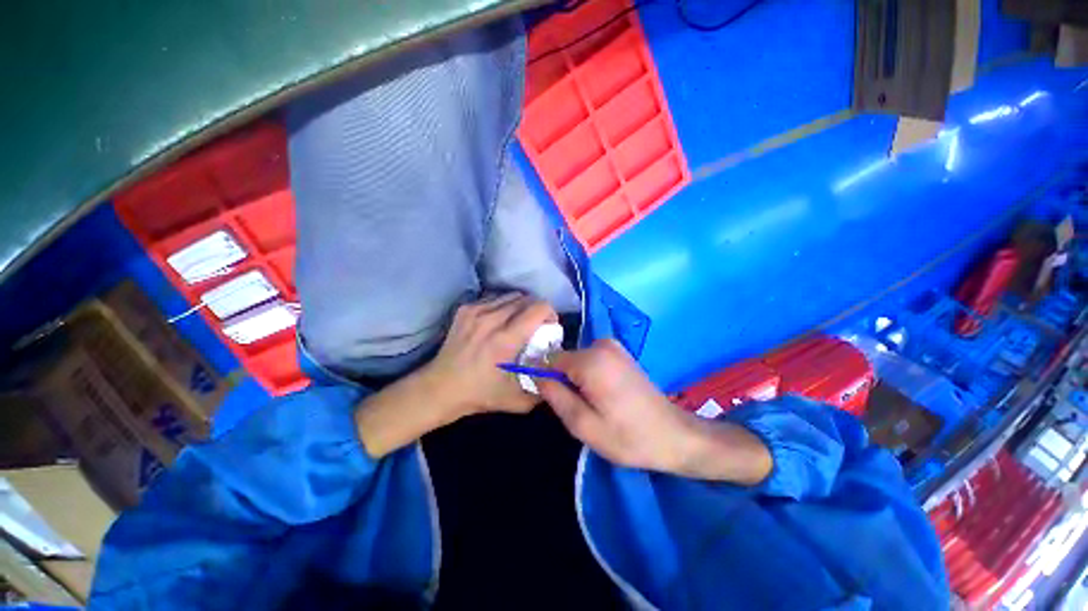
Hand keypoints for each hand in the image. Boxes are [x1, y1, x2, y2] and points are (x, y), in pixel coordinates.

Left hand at [421, 293, 556, 416]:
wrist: (439, 388)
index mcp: (505, 339)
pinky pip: (494, 298)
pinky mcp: (465, 309)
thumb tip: (559, 373)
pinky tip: (501, 320)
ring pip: (510, 295)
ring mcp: (475, 311)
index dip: (551, 314)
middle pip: (526, 298)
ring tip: (519, 322)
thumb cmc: (479, 394)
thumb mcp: (517, 401)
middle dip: (537, 309)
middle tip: (537, 325)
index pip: (538, 308)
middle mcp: (491, 319)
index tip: (550, 327)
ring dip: (521, 306)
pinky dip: (504, 305)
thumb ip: (543, 388)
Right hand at [538, 339, 771, 483]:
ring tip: (595, 405)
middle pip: (564, 360)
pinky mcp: (620, 353)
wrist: (673, 434)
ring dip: (578, 381)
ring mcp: (613, 346)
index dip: (547, 380)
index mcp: (591, 360)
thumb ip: (555, 396)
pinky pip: (590, 361)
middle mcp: (601, 345)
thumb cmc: (628, 436)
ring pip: (577, 362)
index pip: (549, 360)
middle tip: (580, 409)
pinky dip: (590, 376)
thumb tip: (536, 375)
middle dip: (564, 382)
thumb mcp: (584, 425)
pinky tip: (605, 396)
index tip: (557, 402)